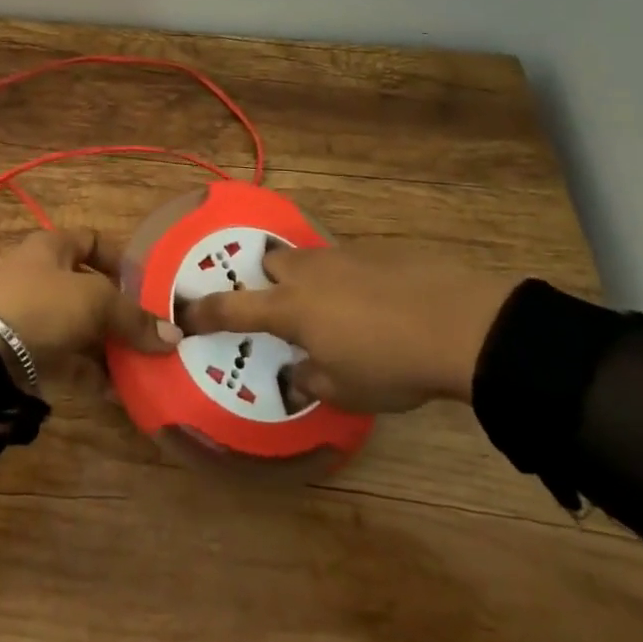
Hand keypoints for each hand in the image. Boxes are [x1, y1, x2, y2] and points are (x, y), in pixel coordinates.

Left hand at [0, 229, 181, 371]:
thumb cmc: (42, 304)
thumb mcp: (95, 301)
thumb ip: (135, 318)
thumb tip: (174, 336)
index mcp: (52, 247)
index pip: (93, 241)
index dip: (120, 259)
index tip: (148, 284)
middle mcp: (42, 275)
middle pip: (90, 289)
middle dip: (121, 312)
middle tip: (152, 332)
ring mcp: (33, 314)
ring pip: (81, 327)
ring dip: (109, 346)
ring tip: (143, 366)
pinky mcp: (28, 351)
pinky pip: (69, 359)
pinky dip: (92, 373)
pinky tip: (119, 392)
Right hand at [180, 241, 519, 412]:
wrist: (458, 322)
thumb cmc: (391, 364)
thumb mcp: (346, 390)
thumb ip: (309, 379)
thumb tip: (296, 371)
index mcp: (290, 309)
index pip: (232, 308)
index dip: (204, 311)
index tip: (184, 311)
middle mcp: (308, 274)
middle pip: (271, 265)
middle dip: (269, 284)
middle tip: (285, 311)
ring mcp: (343, 256)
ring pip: (309, 261)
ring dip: (310, 281)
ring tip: (337, 310)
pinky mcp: (377, 250)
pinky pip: (346, 261)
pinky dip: (348, 280)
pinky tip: (377, 303)